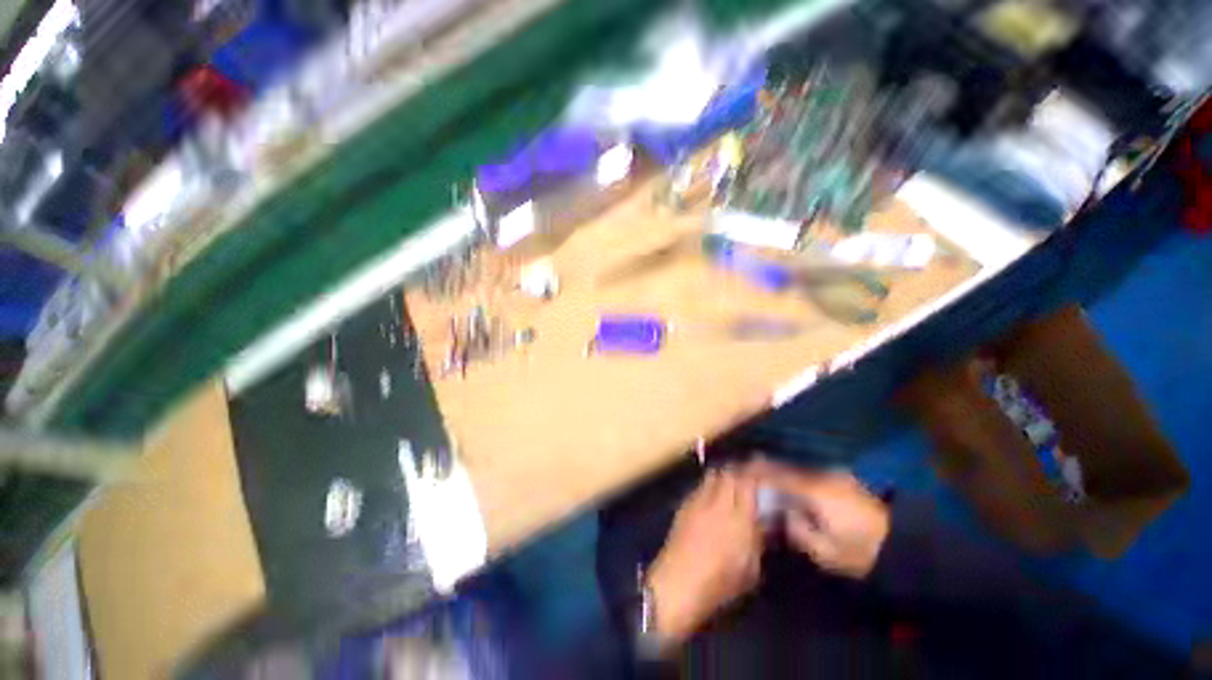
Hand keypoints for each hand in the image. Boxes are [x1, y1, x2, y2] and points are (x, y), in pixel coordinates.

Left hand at [646, 468, 761, 647]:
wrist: (678, 583)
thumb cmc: (720, 583)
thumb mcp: (750, 568)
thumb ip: (758, 540)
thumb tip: (765, 521)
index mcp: (739, 518)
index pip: (748, 483)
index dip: (756, 472)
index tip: (764, 468)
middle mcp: (718, 503)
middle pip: (729, 474)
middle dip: (740, 470)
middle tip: (749, 473)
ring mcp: (698, 501)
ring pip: (713, 476)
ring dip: (724, 474)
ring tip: (731, 481)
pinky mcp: (684, 505)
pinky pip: (700, 486)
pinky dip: (709, 485)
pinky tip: (712, 495)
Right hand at [747, 459, 889, 578]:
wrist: (901, 544)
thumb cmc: (860, 552)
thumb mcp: (826, 551)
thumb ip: (798, 530)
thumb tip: (783, 513)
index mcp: (814, 491)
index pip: (777, 476)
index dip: (757, 472)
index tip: (738, 470)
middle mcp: (821, 476)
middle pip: (785, 468)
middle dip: (765, 468)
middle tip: (746, 470)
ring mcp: (834, 474)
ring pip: (798, 469)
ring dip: (780, 471)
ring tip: (763, 475)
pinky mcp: (842, 479)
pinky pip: (810, 473)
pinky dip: (796, 476)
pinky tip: (788, 483)